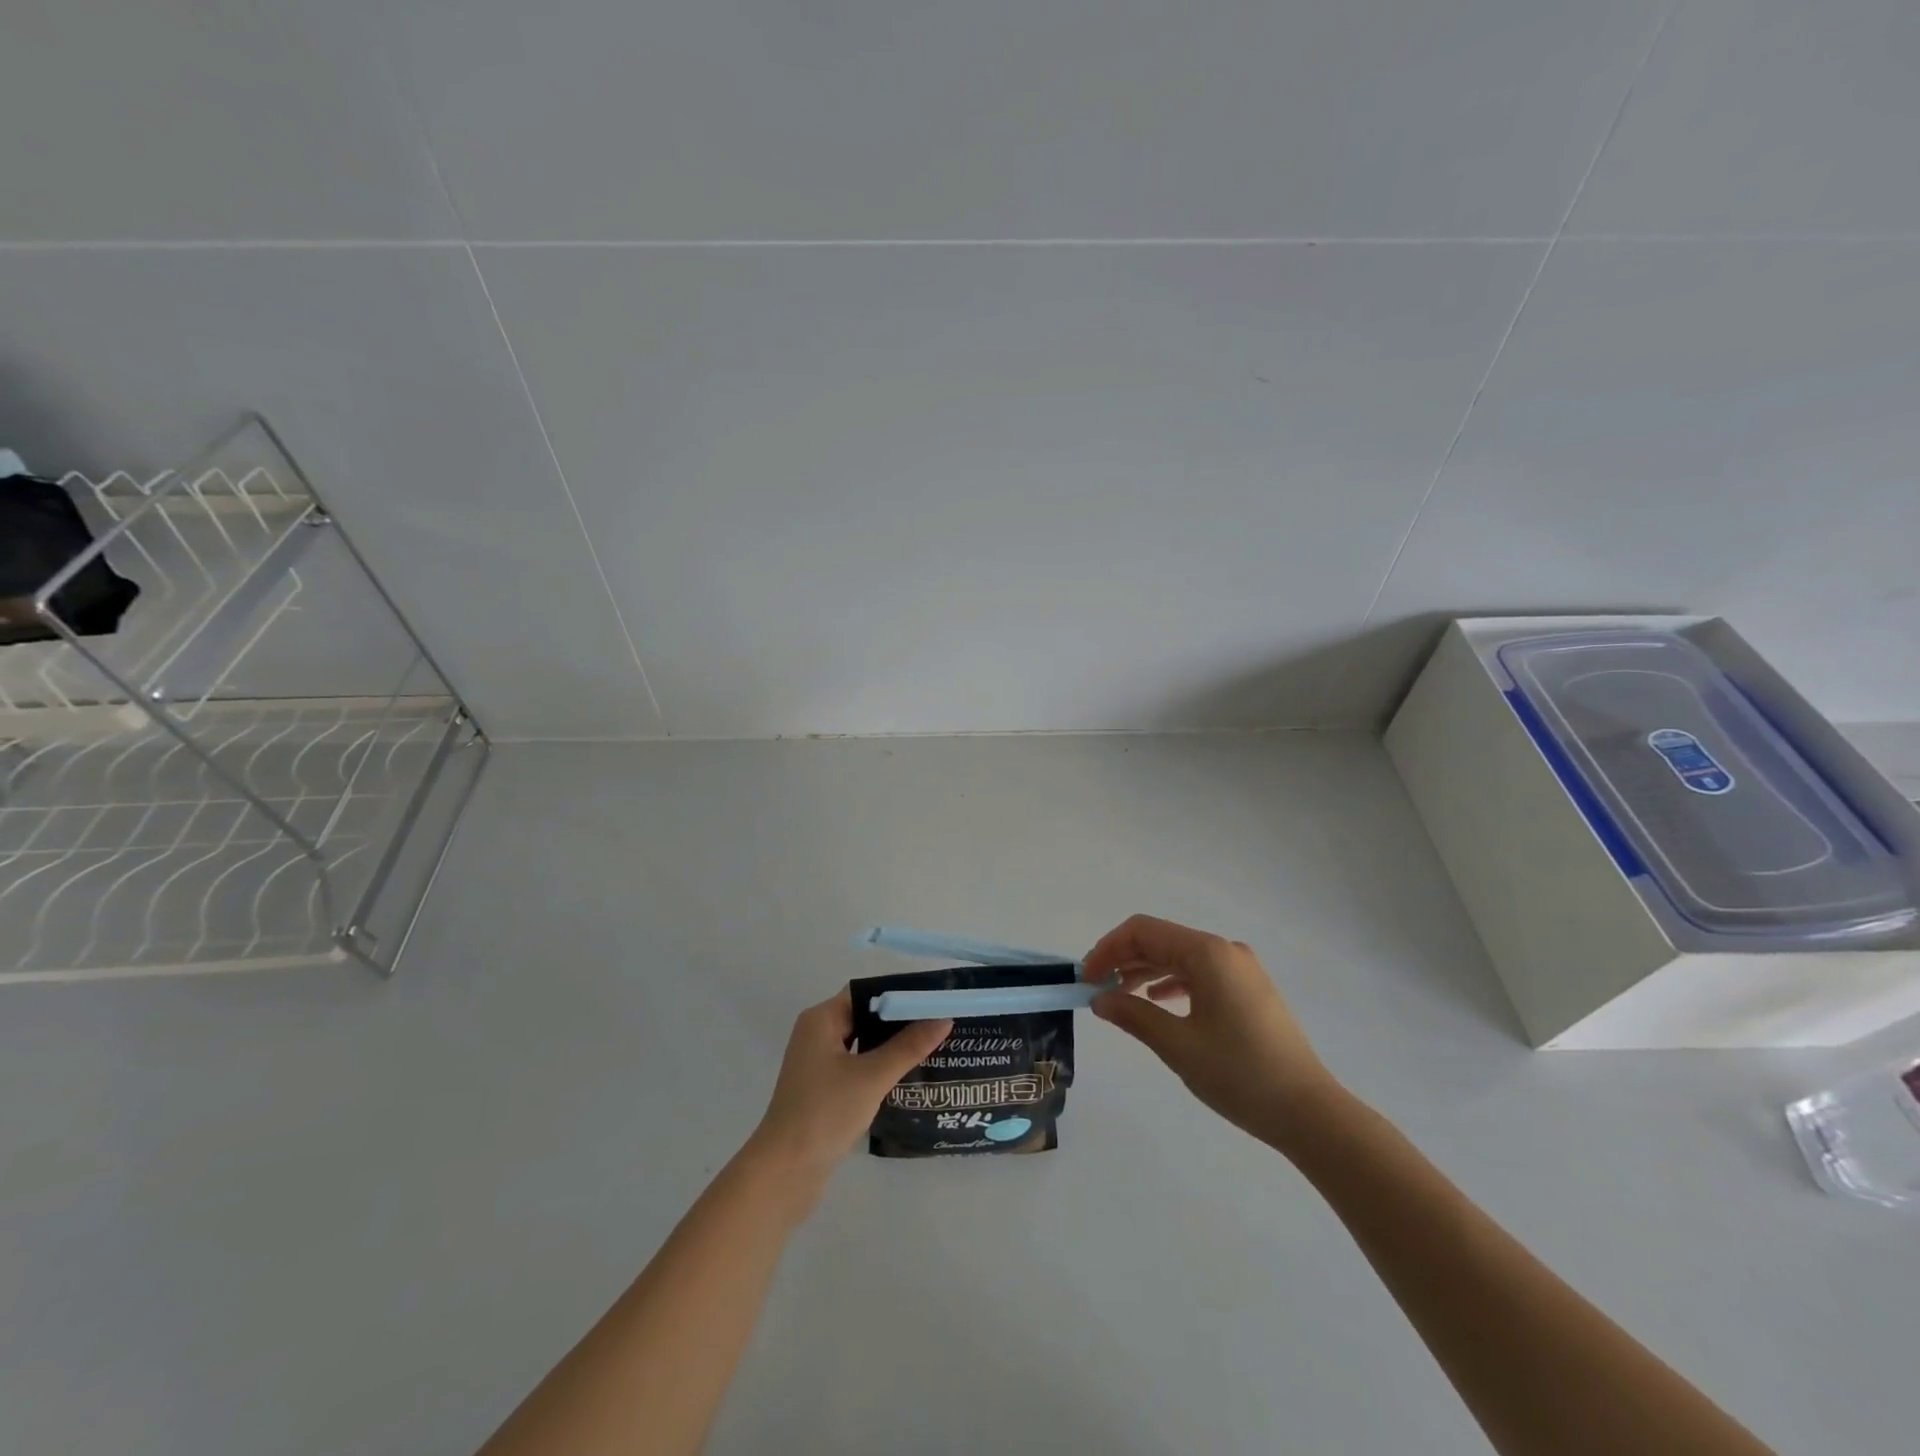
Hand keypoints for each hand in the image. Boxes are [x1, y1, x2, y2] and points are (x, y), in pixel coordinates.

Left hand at [746, 989, 951, 1203]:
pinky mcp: (823, 1089)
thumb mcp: (872, 1076)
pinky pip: (857, 1066)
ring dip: (892, 1046)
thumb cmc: (825, 1112)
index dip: (898, 994)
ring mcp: (818, 1063)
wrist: (785, 1173)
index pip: (865, 993)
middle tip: (939, 1023)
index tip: (932, 999)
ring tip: (932, 1046)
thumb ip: (908, 1046)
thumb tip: (944, 1018)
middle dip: (900, 1021)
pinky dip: (880, 1067)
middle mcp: (817, 1034)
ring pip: (862, 1043)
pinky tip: (908, 1076)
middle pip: (865, 1016)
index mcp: (821, 1019)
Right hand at [1082, 915, 1340, 1151]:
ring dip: (1145, 971)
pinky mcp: (1249, 989)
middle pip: (1161, 940)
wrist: (1310, 1112)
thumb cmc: (1240, 1075)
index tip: (1086, 980)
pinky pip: (1199, 972)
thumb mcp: (1178, 1046)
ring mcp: (1240, 969)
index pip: (1143, 931)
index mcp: (1207, 953)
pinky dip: (1171, 982)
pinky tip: (1158, 1003)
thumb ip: (1133, 1016)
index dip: (1108, 949)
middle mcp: (1224, 950)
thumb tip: (1100, 1000)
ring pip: (1179, 956)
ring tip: (1120, 998)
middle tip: (1096, 990)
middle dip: (1123, 960)